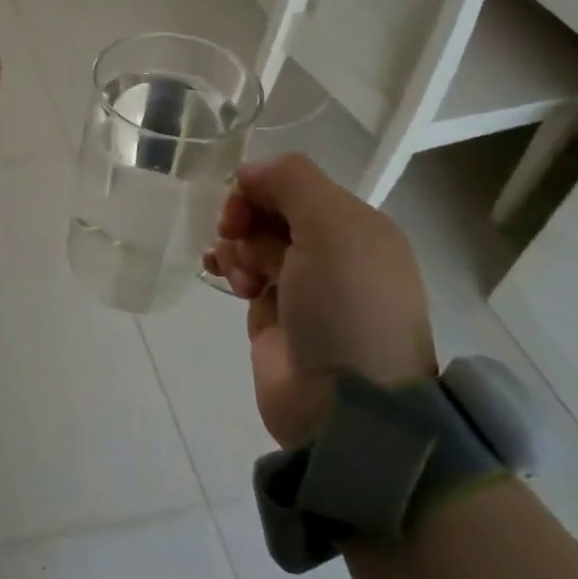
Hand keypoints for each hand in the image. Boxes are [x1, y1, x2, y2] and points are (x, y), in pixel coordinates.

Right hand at [203, 154, 436, 447]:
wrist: (343, 405)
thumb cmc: (344, 307)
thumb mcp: (333, 227)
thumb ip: (292, 180)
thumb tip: (249, 172)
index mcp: (357, 226)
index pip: (295, 184)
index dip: (261, 187)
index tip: (240, 207)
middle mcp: (332, 251)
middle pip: (270, 210)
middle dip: (245, 219)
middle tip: (236, 239)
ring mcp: (302, 285)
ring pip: (252, 240)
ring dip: (236, 247)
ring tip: (240, 277)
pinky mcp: (274, 315)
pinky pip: (243, 271)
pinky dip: (228, 266)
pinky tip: (220, 276)